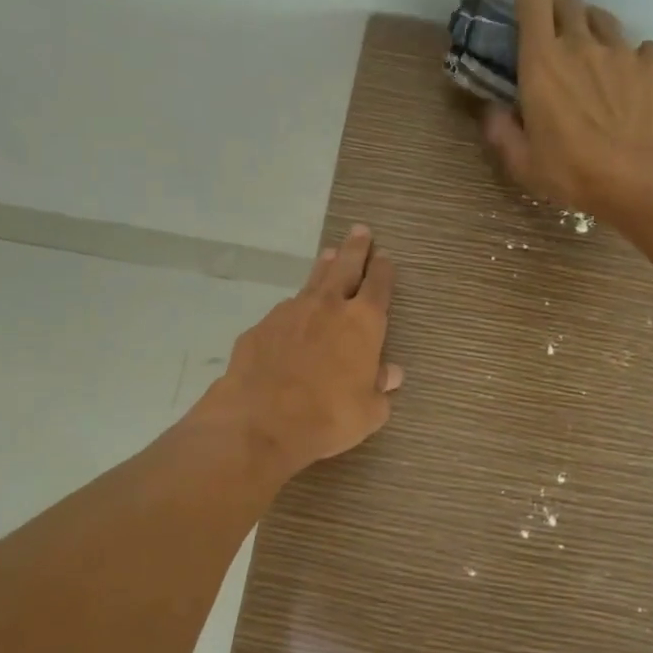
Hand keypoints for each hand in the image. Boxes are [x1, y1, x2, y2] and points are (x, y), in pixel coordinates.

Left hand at [198, 224, 401, 478]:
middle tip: (360, 231)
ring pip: (312, 281)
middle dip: (355, 248)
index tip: (384, 256)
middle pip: (345, 267)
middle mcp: (328, 307)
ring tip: (328, 254)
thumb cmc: (328, 418)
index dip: (383, 269)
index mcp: (363, 323)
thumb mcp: (368, 412)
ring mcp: (290, 312)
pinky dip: (294, 308)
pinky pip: (284, 311)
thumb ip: (380, 388)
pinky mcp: (261, 327)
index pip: (378, 286)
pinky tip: (292, 316)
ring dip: (323, 267)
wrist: (261, 421)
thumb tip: (391, 374)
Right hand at [482, 0, 652, 216]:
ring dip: (593, 31)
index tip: (526, 23)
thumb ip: (501, 131)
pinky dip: (636, 59)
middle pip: (569, 2)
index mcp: (542, 62)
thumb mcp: (522, 163)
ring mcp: (623, 50)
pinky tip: (634, 82)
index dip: (528, 3)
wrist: (640, 180)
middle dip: (559, 12)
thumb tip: (491, 110)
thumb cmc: (572, 172)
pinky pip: (643, 48)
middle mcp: (582, 43)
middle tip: (556, 41)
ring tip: (593, 60)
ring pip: (604, 20)